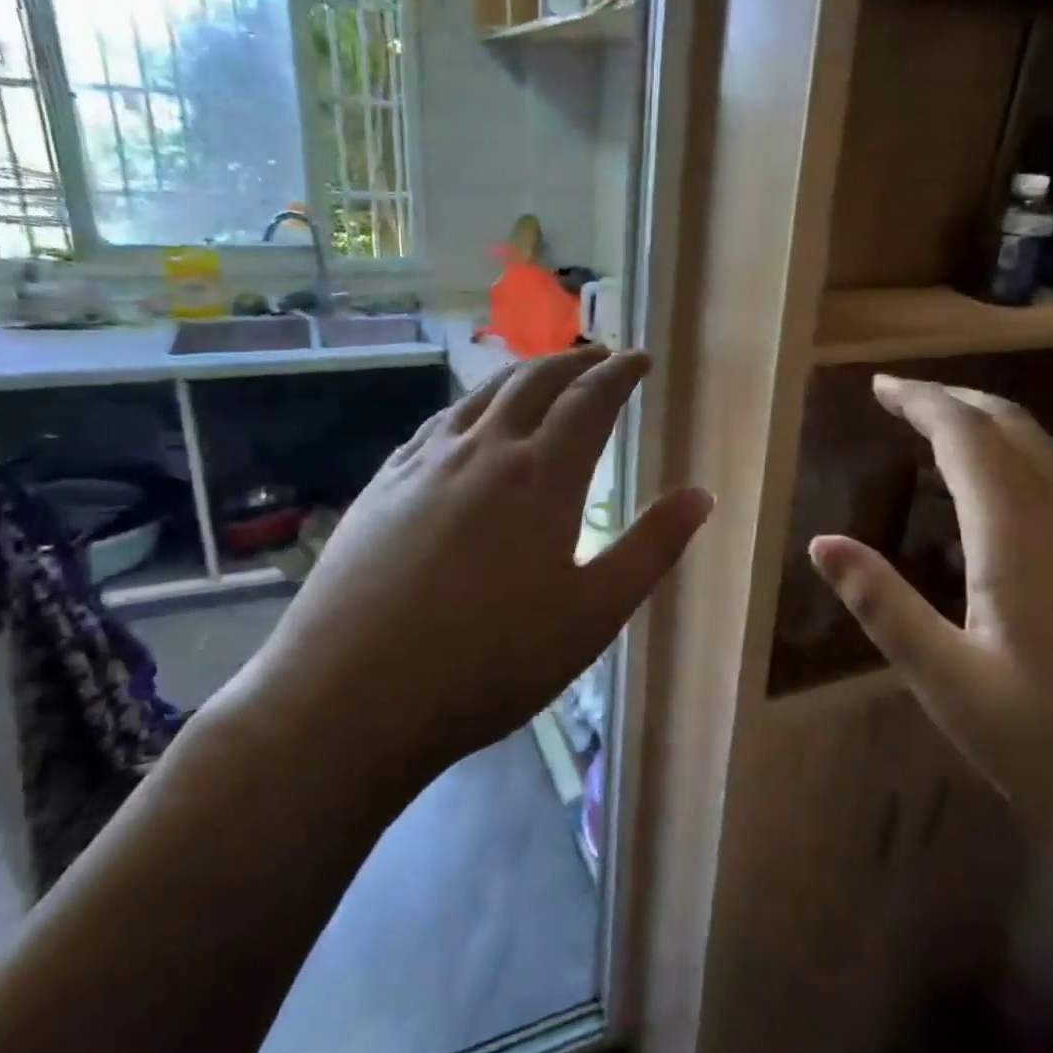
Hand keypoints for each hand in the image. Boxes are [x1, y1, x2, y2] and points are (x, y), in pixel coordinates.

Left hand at [216, 347, 712, 793]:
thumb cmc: (489, 663)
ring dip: (520, 374)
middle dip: (573, 361)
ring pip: (480, 395)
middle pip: (533, 382)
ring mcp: (424, 464)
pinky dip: (469, 405)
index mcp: (540, 477)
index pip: (590, 400)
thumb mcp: (592, 615)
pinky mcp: (382, 485)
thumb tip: (701, 495)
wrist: (350, 697)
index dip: (619, 373)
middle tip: (598, 355)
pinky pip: (436, 424)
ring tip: (541, 374)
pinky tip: (467, 420)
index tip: (639, 359)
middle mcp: (483, 452)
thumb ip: (651, 549)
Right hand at [809, 374, 1052, 860]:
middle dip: (956, 400)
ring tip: (950, 435)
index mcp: (1019, 531)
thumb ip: (883, 604)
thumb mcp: (951, 682)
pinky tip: (1013, 505)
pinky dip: (1026, 463)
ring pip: (1050, 452)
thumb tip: (821, 542)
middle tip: (906, 398)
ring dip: (995, 427)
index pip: (964, 433)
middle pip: (1013, 426)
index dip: (920, 400)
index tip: (880, 385)